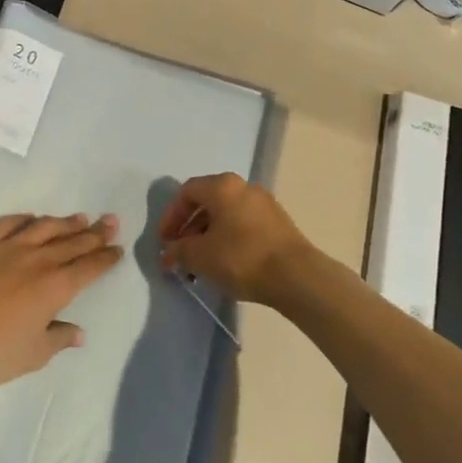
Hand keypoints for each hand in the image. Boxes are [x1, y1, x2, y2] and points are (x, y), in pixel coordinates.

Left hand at [0, 213, 123, 395]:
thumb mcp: (34, 354)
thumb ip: (59, 339)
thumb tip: (78, 333)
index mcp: (55, 287)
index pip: (88, 267)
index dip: (105, 258)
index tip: (118, 249)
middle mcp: (37, 260)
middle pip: (72, 242)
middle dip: (95, 233)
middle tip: (111, 221)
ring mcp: (9, 247)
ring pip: (44, 227)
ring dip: (65, 222)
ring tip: (80, 217)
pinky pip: (8, 223)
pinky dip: (23, 219)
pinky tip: (31, 217)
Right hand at [158, 173, 319, 306]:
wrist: (297, 276)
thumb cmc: (241, 258)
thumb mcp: (200, 256)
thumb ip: (178, 251)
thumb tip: (169, 254)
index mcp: (222, 186)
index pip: (187, 192)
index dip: (170, 216)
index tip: (164, 241)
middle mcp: (244, 187)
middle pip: (207, 202)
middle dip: (188, 229)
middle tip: (180, 253)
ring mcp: (264, 204)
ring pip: (226, 215)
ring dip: (207, 237)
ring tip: (200, 265)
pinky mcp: (278, 224)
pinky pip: (243, 225)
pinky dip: (228, 240)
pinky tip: (225, 264)